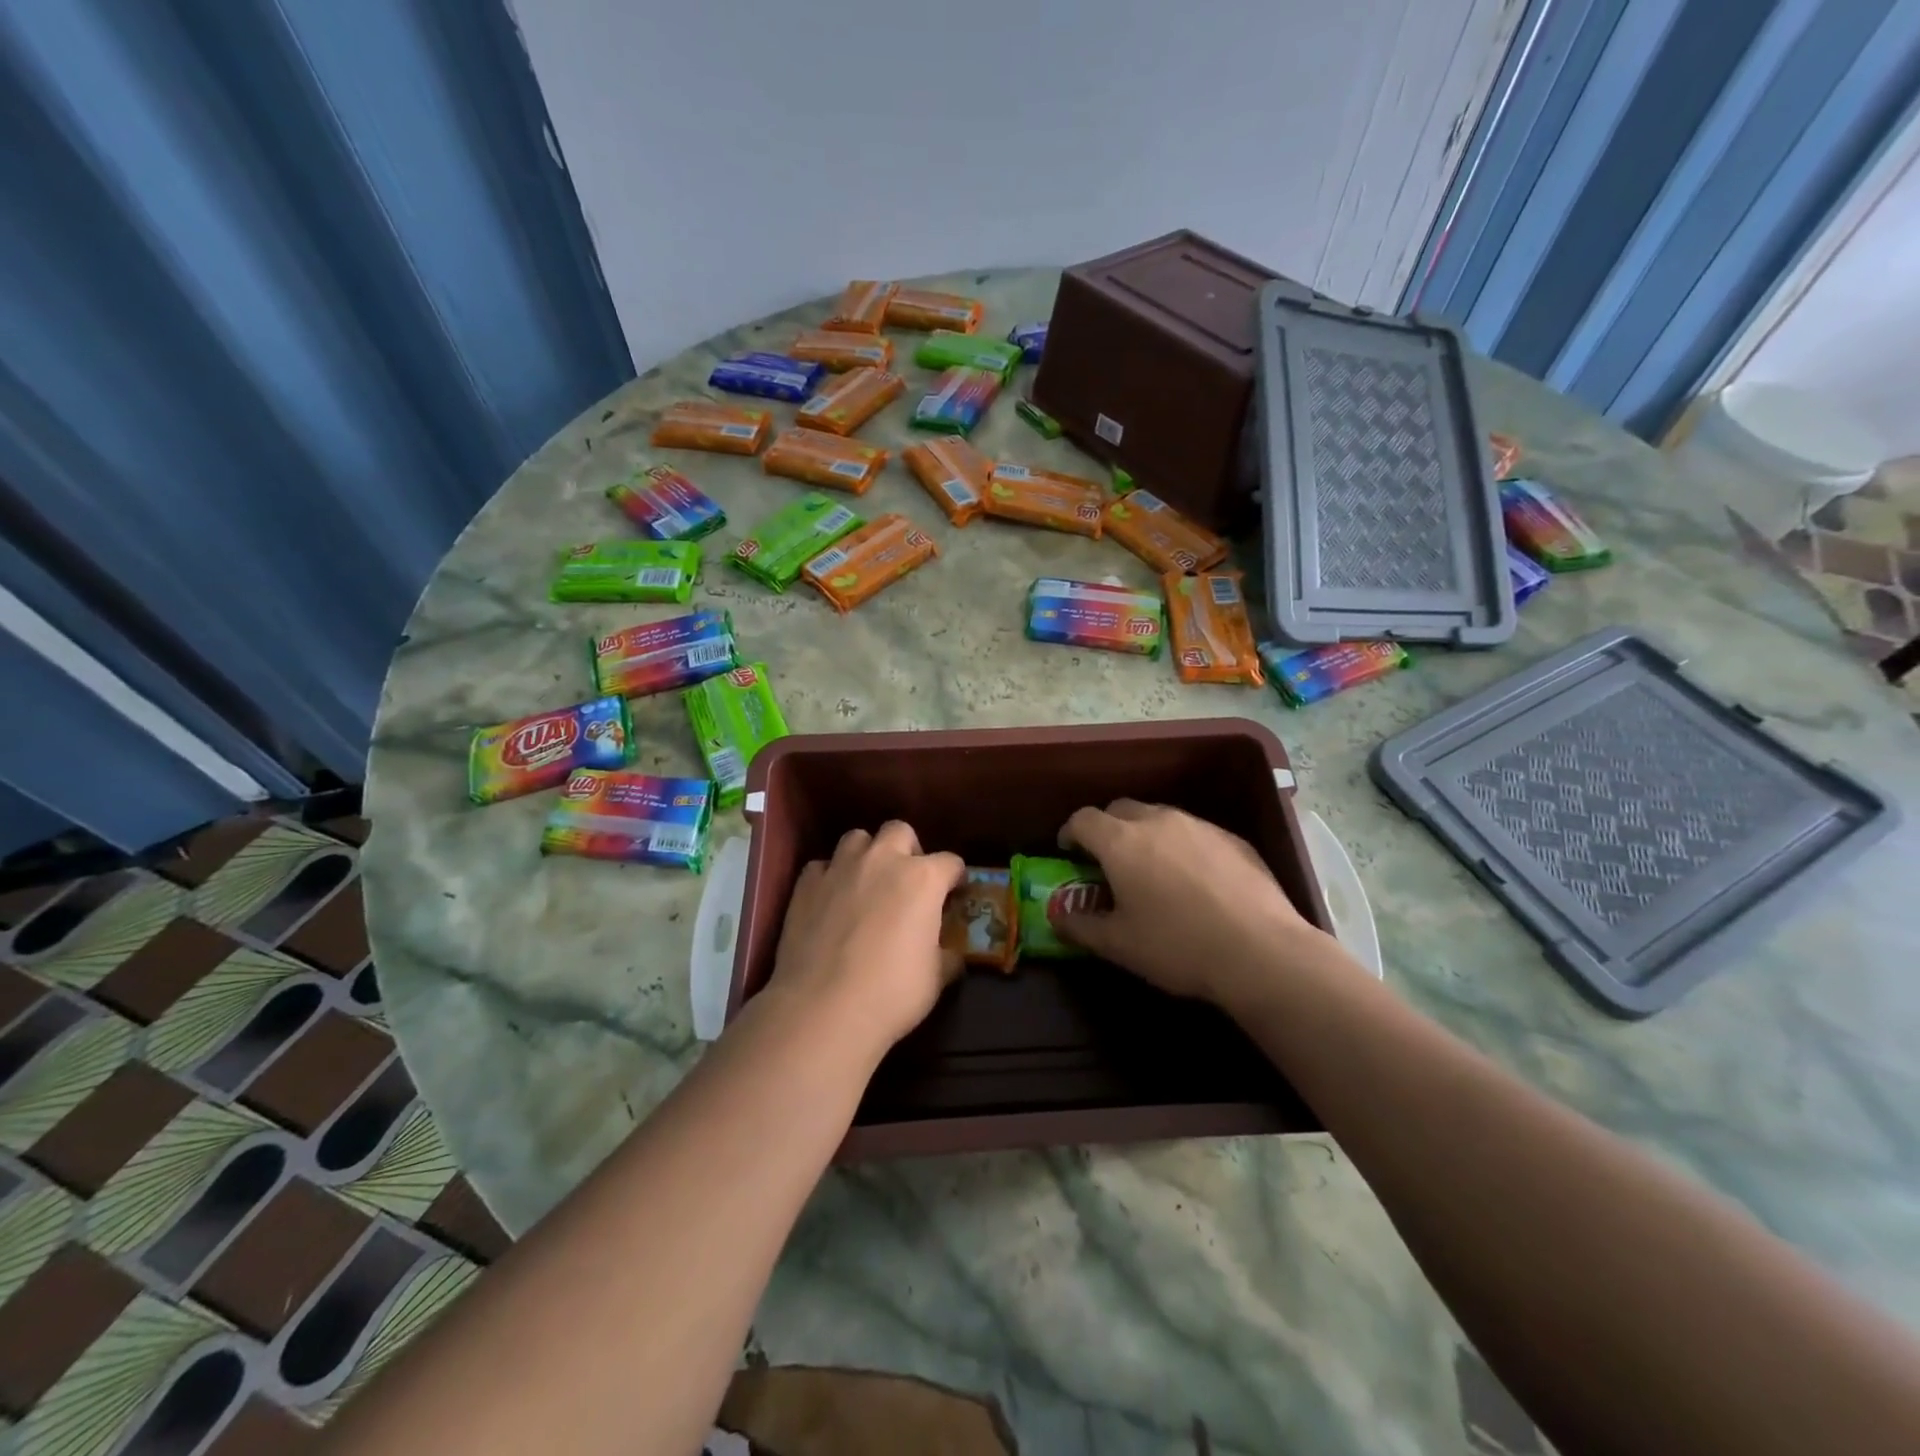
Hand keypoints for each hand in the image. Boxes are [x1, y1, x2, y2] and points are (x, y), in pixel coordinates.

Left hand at [763, 822, 964, 1060]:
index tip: (953, 893)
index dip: (955, 877)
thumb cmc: (891, 993)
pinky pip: (822, 866)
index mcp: (922, 879)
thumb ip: (947, 956)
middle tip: (907, 881)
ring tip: (866, 882)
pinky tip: (830, 900)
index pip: (950, 862)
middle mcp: (883, 860)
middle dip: (908, 850)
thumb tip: (952, 955)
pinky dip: (830, 877)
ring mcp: (841, 868)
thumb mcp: (936, 978)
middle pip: (900, 832)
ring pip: (858, 838)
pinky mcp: (807, 884)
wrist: (823, 1009)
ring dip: (867, 854)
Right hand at [1054, 800, 1337, 1008]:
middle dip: (1107, 829)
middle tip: (1107, 861)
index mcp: (1121, 842)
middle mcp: (1157, 821)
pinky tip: (1193, 881)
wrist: (1261, 951)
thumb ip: (1080, 927)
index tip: (1068, 851)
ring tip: (1151, 870)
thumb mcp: (1118, 945)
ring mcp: (1198, 825)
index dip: (1070, 832)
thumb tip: (1057, 918)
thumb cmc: (1177, 946)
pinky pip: (1194, 832)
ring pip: (1159, 817)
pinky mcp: (1232, 838)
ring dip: (1145, 835)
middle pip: (1120, 809)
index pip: (1083, 819)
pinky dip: (1181, 846)